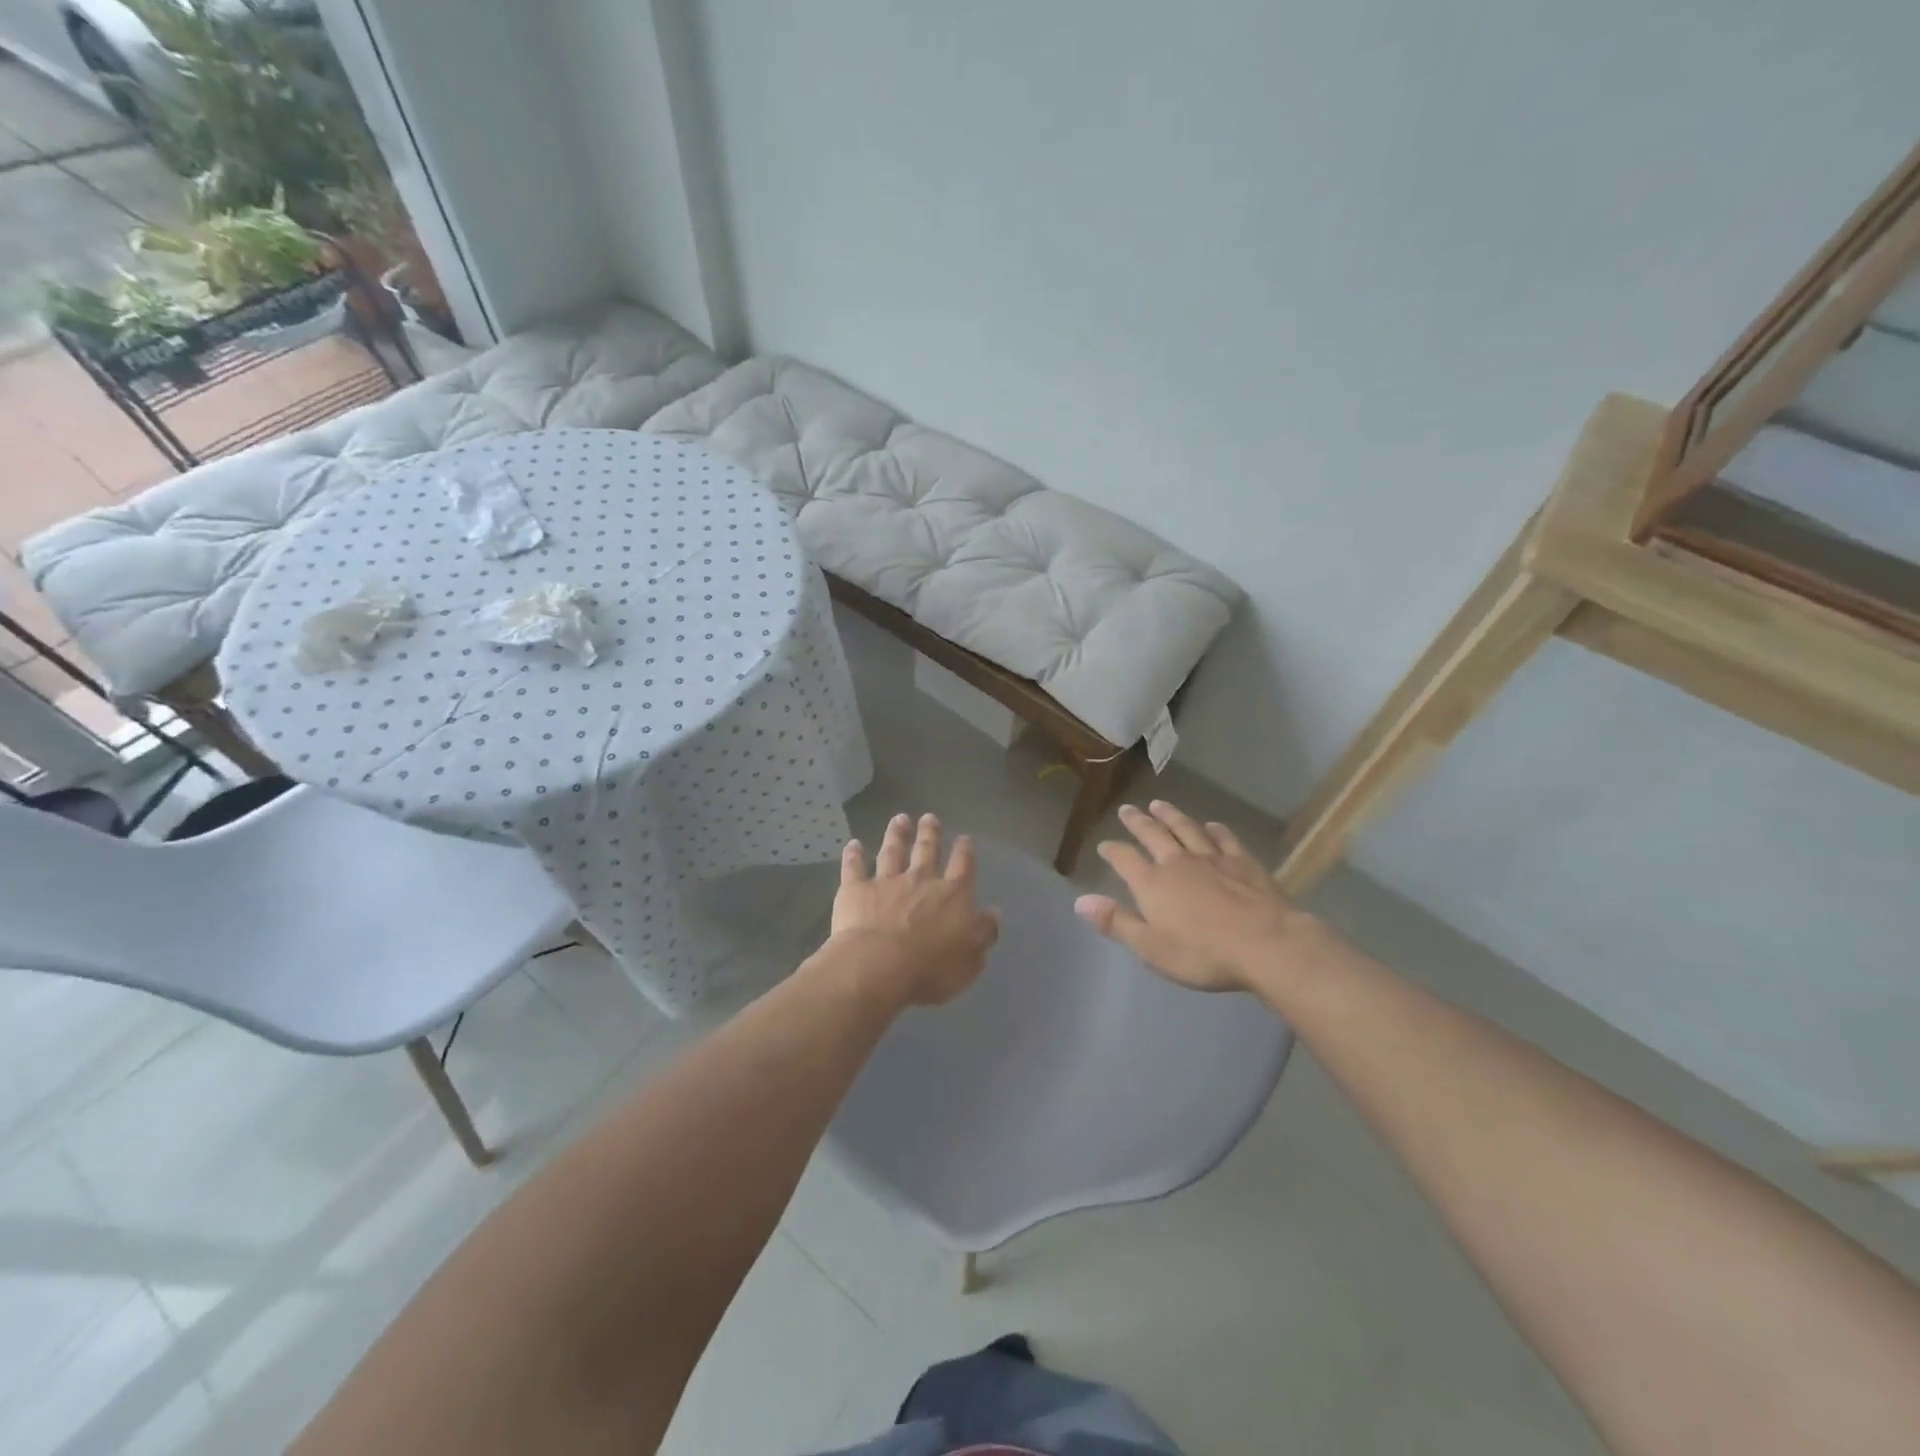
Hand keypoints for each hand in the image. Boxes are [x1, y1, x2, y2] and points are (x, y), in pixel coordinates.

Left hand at [826, 813, 999, 1006]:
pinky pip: (854, 867)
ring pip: (892, 852)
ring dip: (896, 834)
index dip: (965, 851)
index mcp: (952, 895)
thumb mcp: (970, 959)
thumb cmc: (930, 969)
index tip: (965, 838)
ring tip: (899, 819)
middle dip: (930, 833)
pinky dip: (853, 855)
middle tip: (929, 817)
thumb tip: (994, 912)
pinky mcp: (856, 890)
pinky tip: (853, 844)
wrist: (878, 967)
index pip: (963, 867)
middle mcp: (920, 880)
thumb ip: (983, 933)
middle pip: (927, 850)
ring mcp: (886, 882)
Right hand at [1075, 801, 1341, 992]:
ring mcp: (1212, 858)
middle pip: (1153, 834)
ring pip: (1186, 829)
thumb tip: (1080, 901)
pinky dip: (1214, 829)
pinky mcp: (1242, 862)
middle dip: (1138, 822)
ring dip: (1171, 816)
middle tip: (1128, 809)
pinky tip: (1211, 825)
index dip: (1112, 851)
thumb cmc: (1203, 954)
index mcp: (1152, 883)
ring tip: (1159, 805)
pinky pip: (1224, 839)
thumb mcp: (1151, 948)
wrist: (1266, 945)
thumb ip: (1116, 922)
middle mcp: (1177, 862)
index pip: (1124, 859)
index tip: (1104, 845)